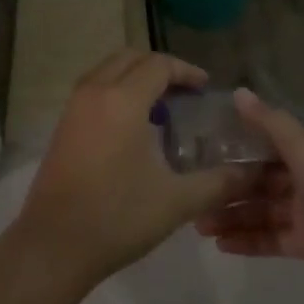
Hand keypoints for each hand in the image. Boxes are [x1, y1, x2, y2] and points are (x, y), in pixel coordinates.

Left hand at [18, 50, 251, 284]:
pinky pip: (94, 90)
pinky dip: (117, 92)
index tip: (205, 88)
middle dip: (160, 68)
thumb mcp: (176, 201)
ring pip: (108, 71)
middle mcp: (95, 92)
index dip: (186, 71)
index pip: (159, 65)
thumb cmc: (117, 217)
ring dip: (136, 78)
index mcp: (123, 100)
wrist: (53, 246)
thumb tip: (250, 174)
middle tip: (185, 93)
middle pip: (130, 58)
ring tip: (162, 109)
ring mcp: (73, 107)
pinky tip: (133, 128)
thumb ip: (218, 183)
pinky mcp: (63, 126)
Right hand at [197, 89, 303, 290]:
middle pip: (257, 178)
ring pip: (260, 209)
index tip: (198, 151)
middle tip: (190, 195)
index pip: (263, 141)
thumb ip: (269, 122)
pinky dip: (248, 240)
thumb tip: (237, 91)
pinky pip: (271, 238)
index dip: (233, 145)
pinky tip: (220, 245)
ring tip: (197, 225)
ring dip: (231, 215)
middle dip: (226, 186)